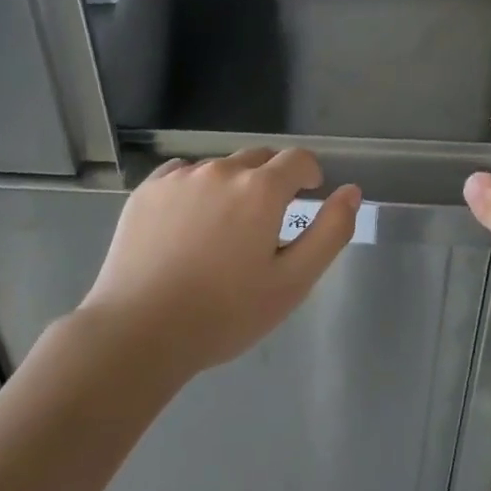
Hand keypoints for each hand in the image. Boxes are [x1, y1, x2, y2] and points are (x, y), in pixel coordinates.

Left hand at [80, 148, 360, 375]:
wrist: (139, 331)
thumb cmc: (225, 313)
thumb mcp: (293, 282)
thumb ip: (330, 231)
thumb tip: (350, 191)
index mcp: (260, 189)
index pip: (297, 159)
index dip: (309, 173)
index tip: (309, 194)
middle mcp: (221, 171)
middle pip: (258, 158)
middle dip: (272, 179)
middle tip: (268, 220)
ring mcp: (179, 178)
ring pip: (219, 168)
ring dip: (232, 185)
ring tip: (224, 228)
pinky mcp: (147, 191)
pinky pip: (182, 174)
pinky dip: (195, 189)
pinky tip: (188, 223)